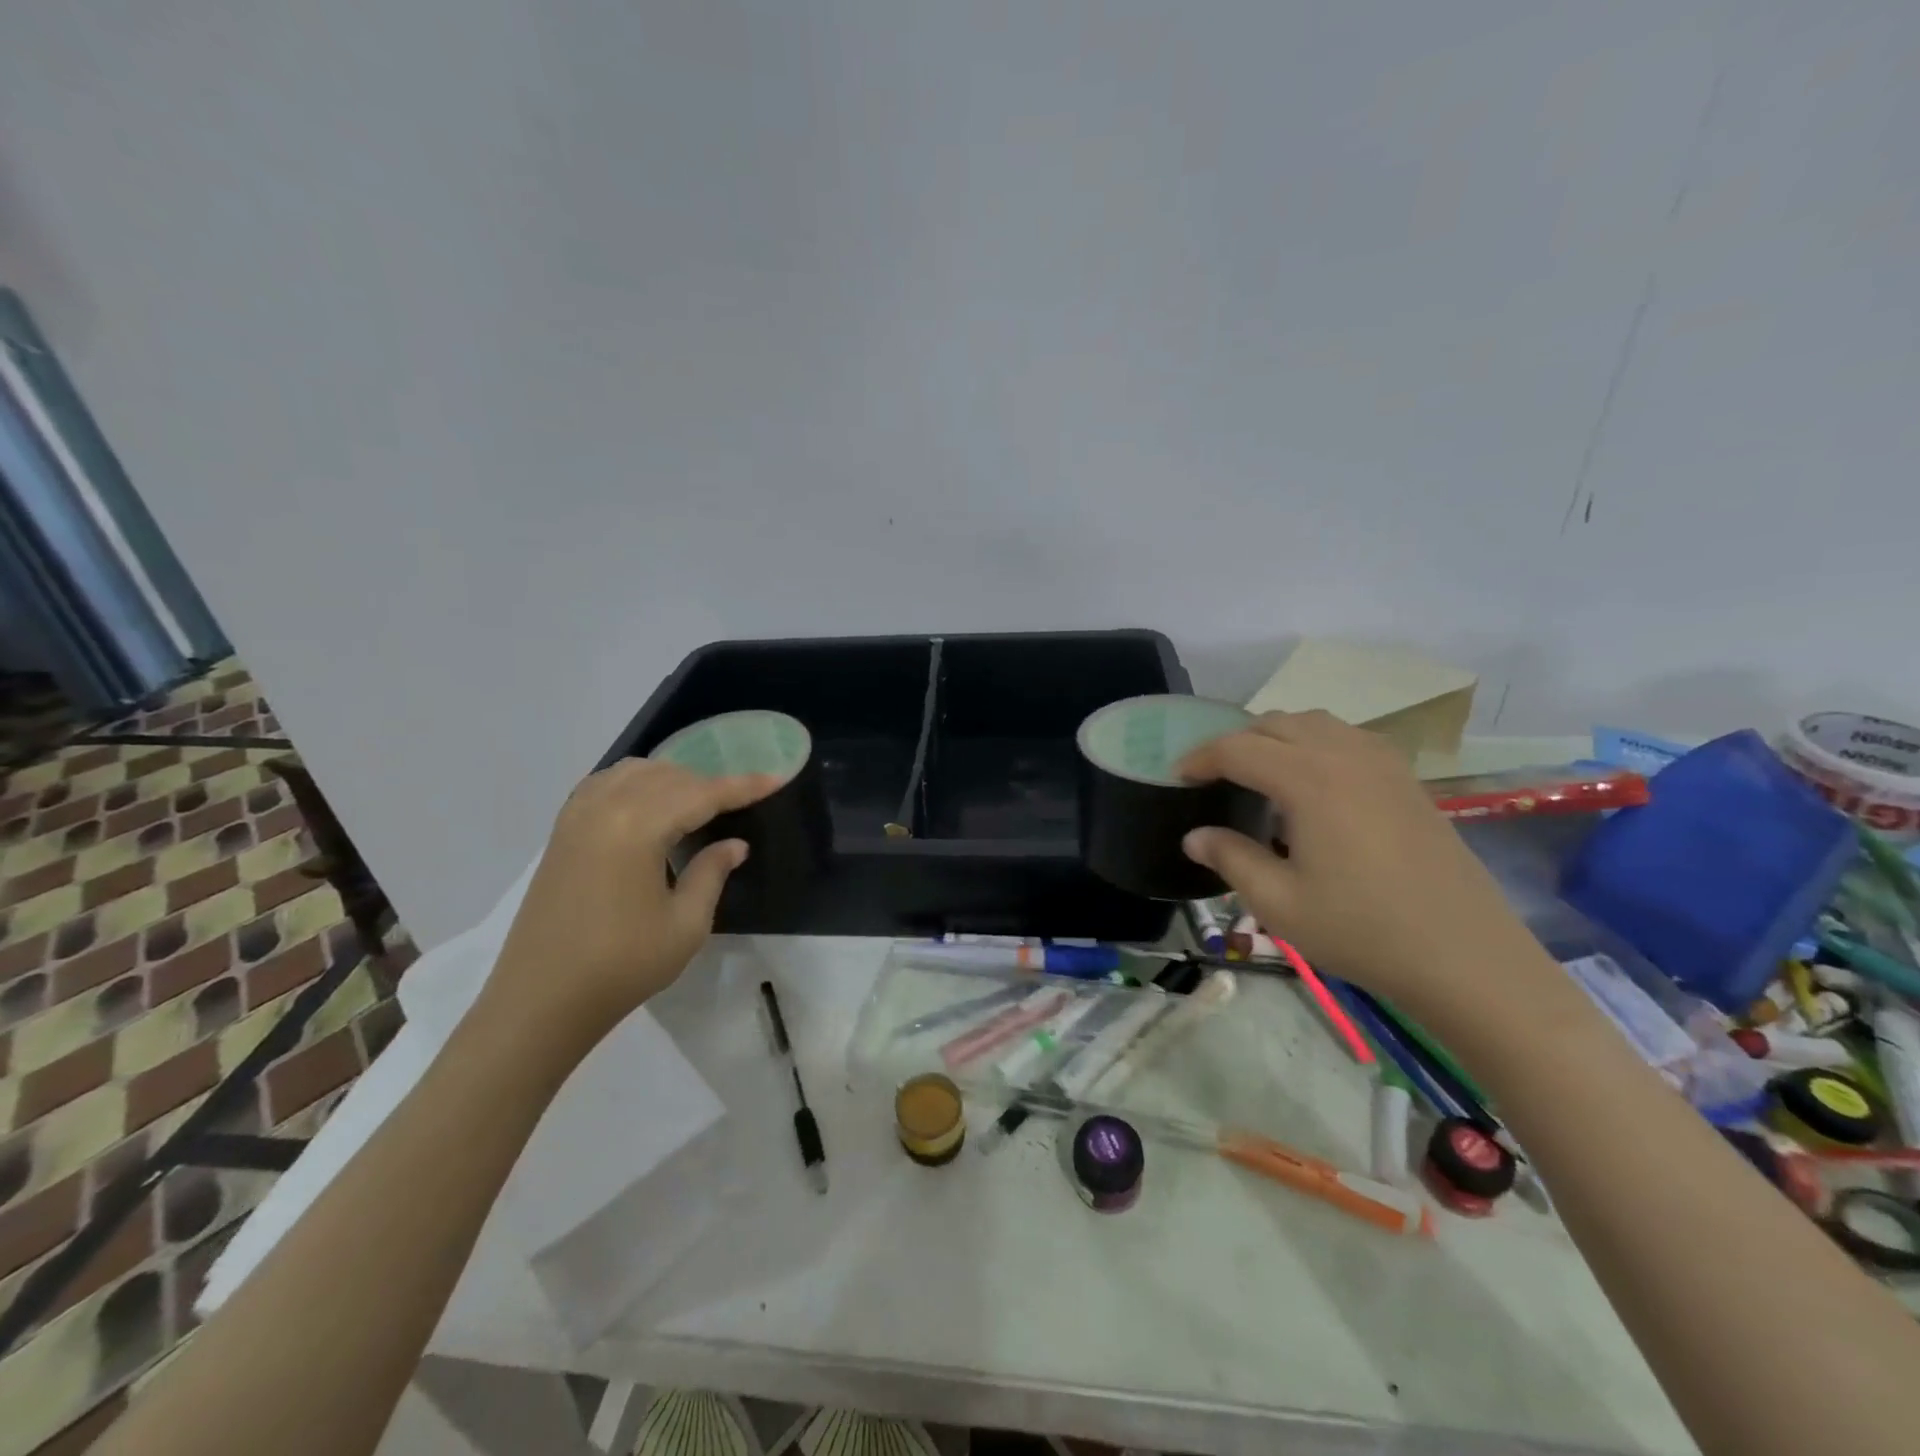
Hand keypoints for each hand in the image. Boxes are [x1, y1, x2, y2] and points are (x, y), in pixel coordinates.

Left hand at [482, 759, 782, 1047]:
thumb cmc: (621, 966)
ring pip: (635, 772)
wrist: (540, 1000)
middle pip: (669, 776)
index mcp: (637, 828)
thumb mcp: (685, 925)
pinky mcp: (561, 832)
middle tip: (741, 802)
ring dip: (672, 778)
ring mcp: (576, 817)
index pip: (702, 794)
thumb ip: (712, 873)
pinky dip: (636, 783)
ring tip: (698, 802)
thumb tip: (734, 844)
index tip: (777, 778)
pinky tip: (650, 803)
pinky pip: (605, 783)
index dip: (743, 786)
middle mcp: (604, 808)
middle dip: (710, 783)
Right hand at [1177, 710, 1543, 1015]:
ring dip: (1277, 737)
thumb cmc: (1363, 930)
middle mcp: (1345, 756)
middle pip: (1276, 724)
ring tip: (1258, 772)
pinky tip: (1313, 782)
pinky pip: (1349, 738)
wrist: (1466, 957)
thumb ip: (1230, 859)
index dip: (1200, 758)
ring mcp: (1383, 765)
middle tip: (1213, 776)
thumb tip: (1194, 836)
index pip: (1238, 748)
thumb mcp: (1278, 902)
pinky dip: (1316, 744)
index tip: (1177, 777)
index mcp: (1309, 780)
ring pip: (1315, 723)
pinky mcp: (1407, 781)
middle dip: (1236, 742)